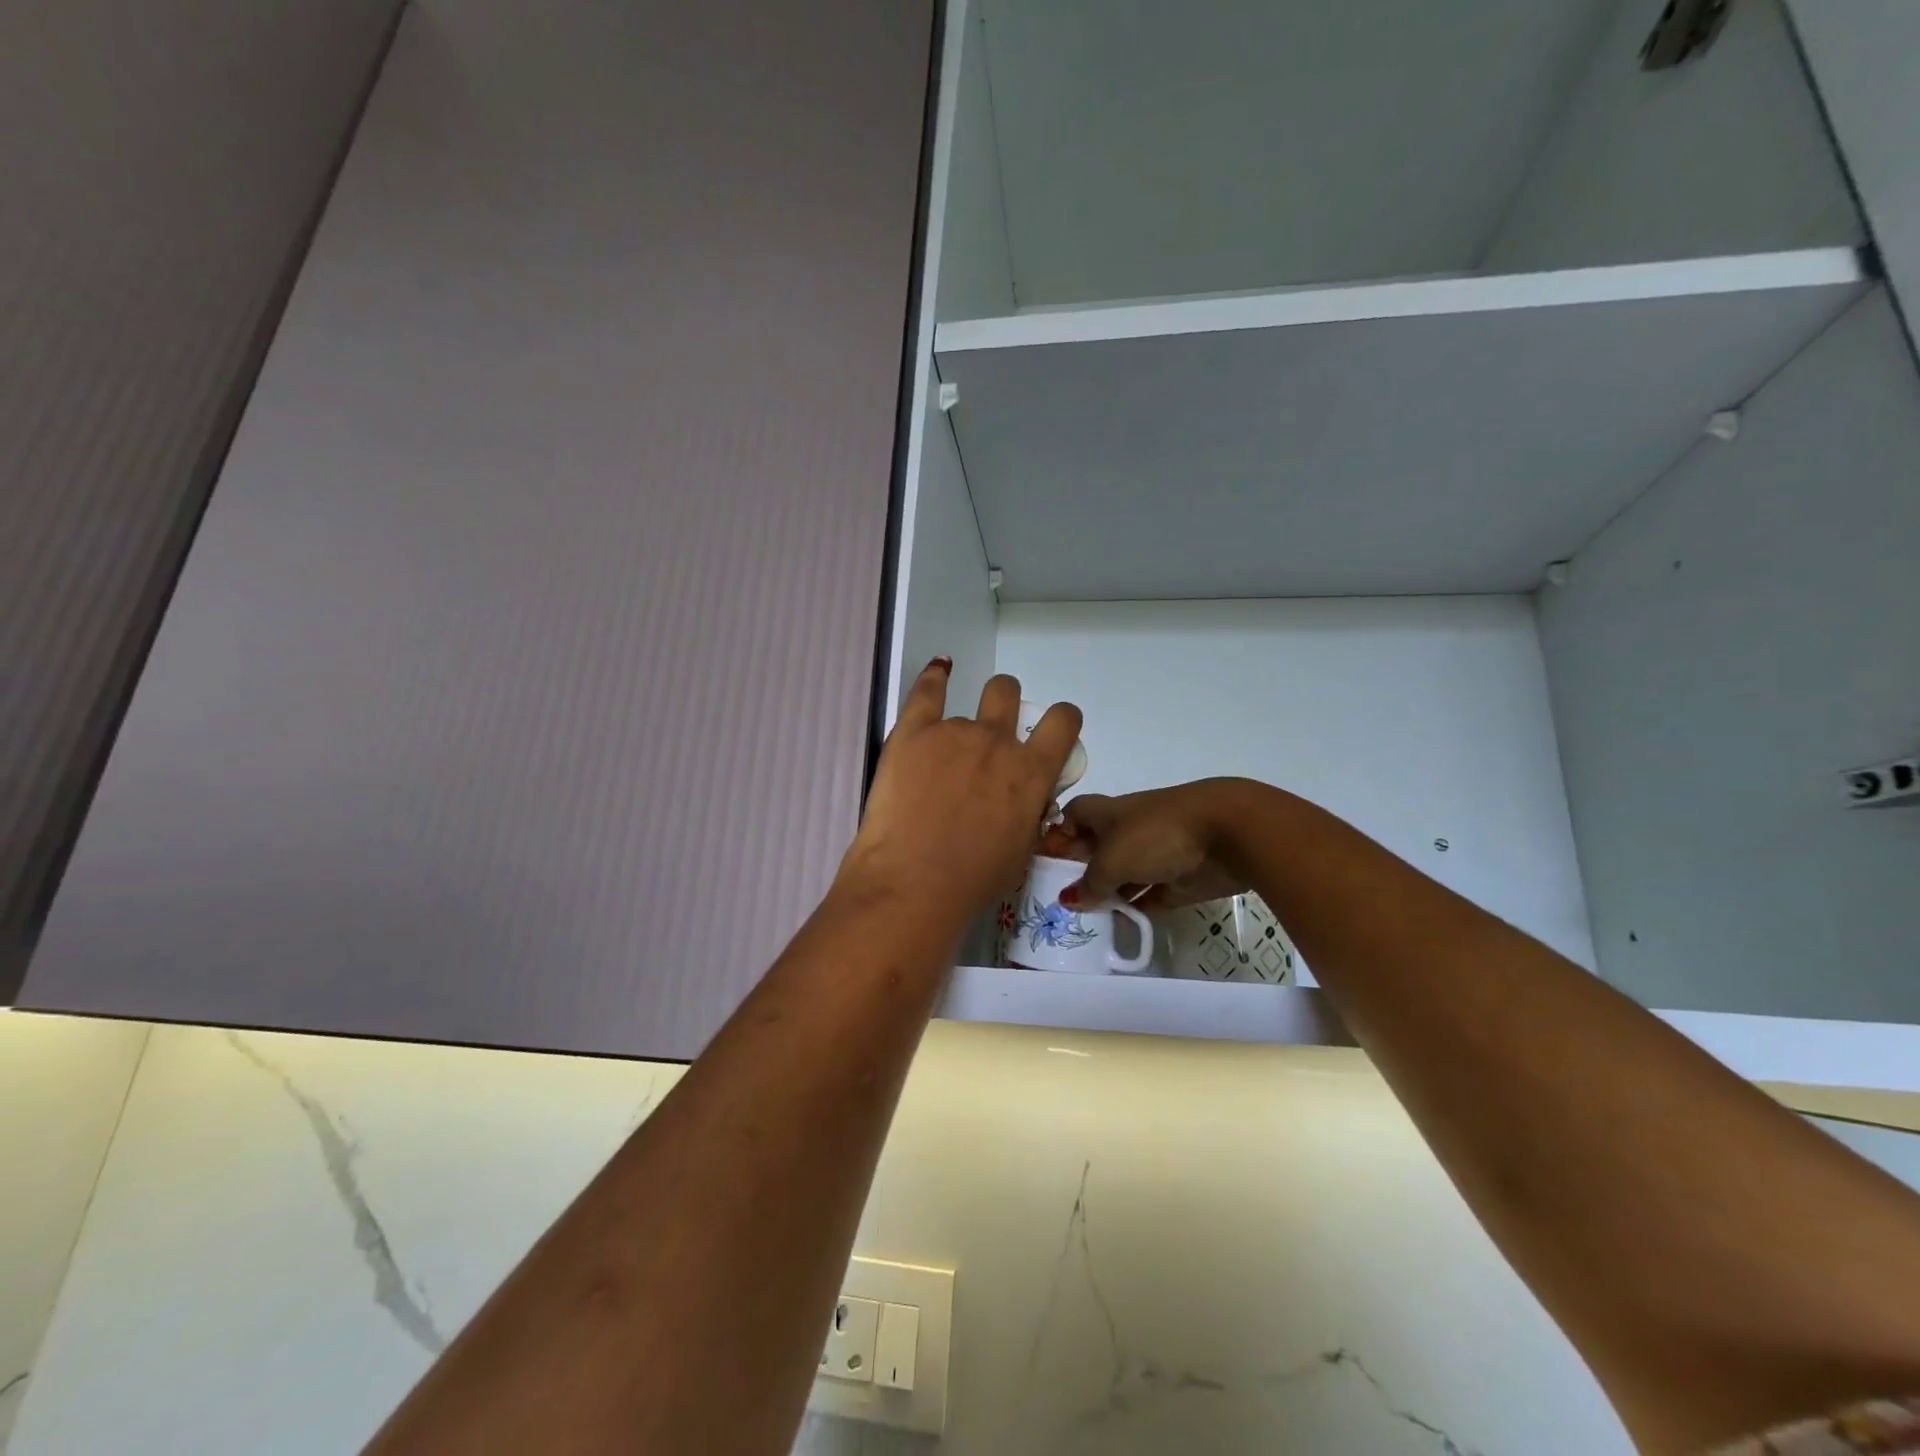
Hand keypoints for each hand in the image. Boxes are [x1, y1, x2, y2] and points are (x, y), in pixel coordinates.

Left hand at [838, 660, 1081, 929]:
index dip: (1061, 719)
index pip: (1062, 720)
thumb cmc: (972, 880)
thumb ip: (1029, 812)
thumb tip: (1026, 798)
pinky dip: (935, 677)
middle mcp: (997, 742)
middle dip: (1003, 704)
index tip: (1050, 727)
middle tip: (990, 732)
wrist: (913, 883)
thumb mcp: (1022, 850)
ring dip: (959, 729)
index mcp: (1032, 772)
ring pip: (964, 709)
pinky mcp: (913, 731)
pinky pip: (928, 689)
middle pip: (1007, 692)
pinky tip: (938, 671)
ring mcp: (954, 732)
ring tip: (937, 761)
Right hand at [1043, 780, 1252, 910]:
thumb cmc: (1157, 834)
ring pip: (1122, 873)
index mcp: (1109, 812)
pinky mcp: (1178, 878)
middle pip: (1096, 847)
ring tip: (1081, 916)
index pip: (1074, 815)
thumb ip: (1090, 882)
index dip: (1057, 832)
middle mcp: (1129, 829)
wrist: (1228, 833)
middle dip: (1078, 867)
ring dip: (1106, 891)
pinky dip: (1133, 906)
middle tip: (1054, 895)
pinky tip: (1116, 923)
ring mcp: (1155, 854)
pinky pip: (1148, 894)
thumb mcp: (1112, 859)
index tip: (1042, 859)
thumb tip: (1070, 899)